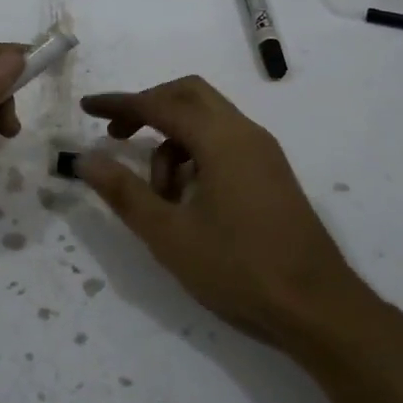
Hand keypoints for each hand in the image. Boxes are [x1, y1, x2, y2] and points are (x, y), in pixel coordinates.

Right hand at [75, 76, 368, 347]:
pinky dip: (195, 155)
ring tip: (158, 195)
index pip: (161, 104)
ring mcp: (263, 153)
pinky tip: (186, 199)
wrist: (317, 307)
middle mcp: (246, 134)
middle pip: (189, 95)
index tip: (87, 107)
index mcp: (222, 140)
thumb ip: (124, 192)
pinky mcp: (271, 174)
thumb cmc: (238, 268)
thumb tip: (85, 159)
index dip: (120, 104)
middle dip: (148, 108)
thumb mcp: (169, 234)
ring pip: (207, 121)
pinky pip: (224, 143)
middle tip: (117, 136)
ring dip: (172, 142)